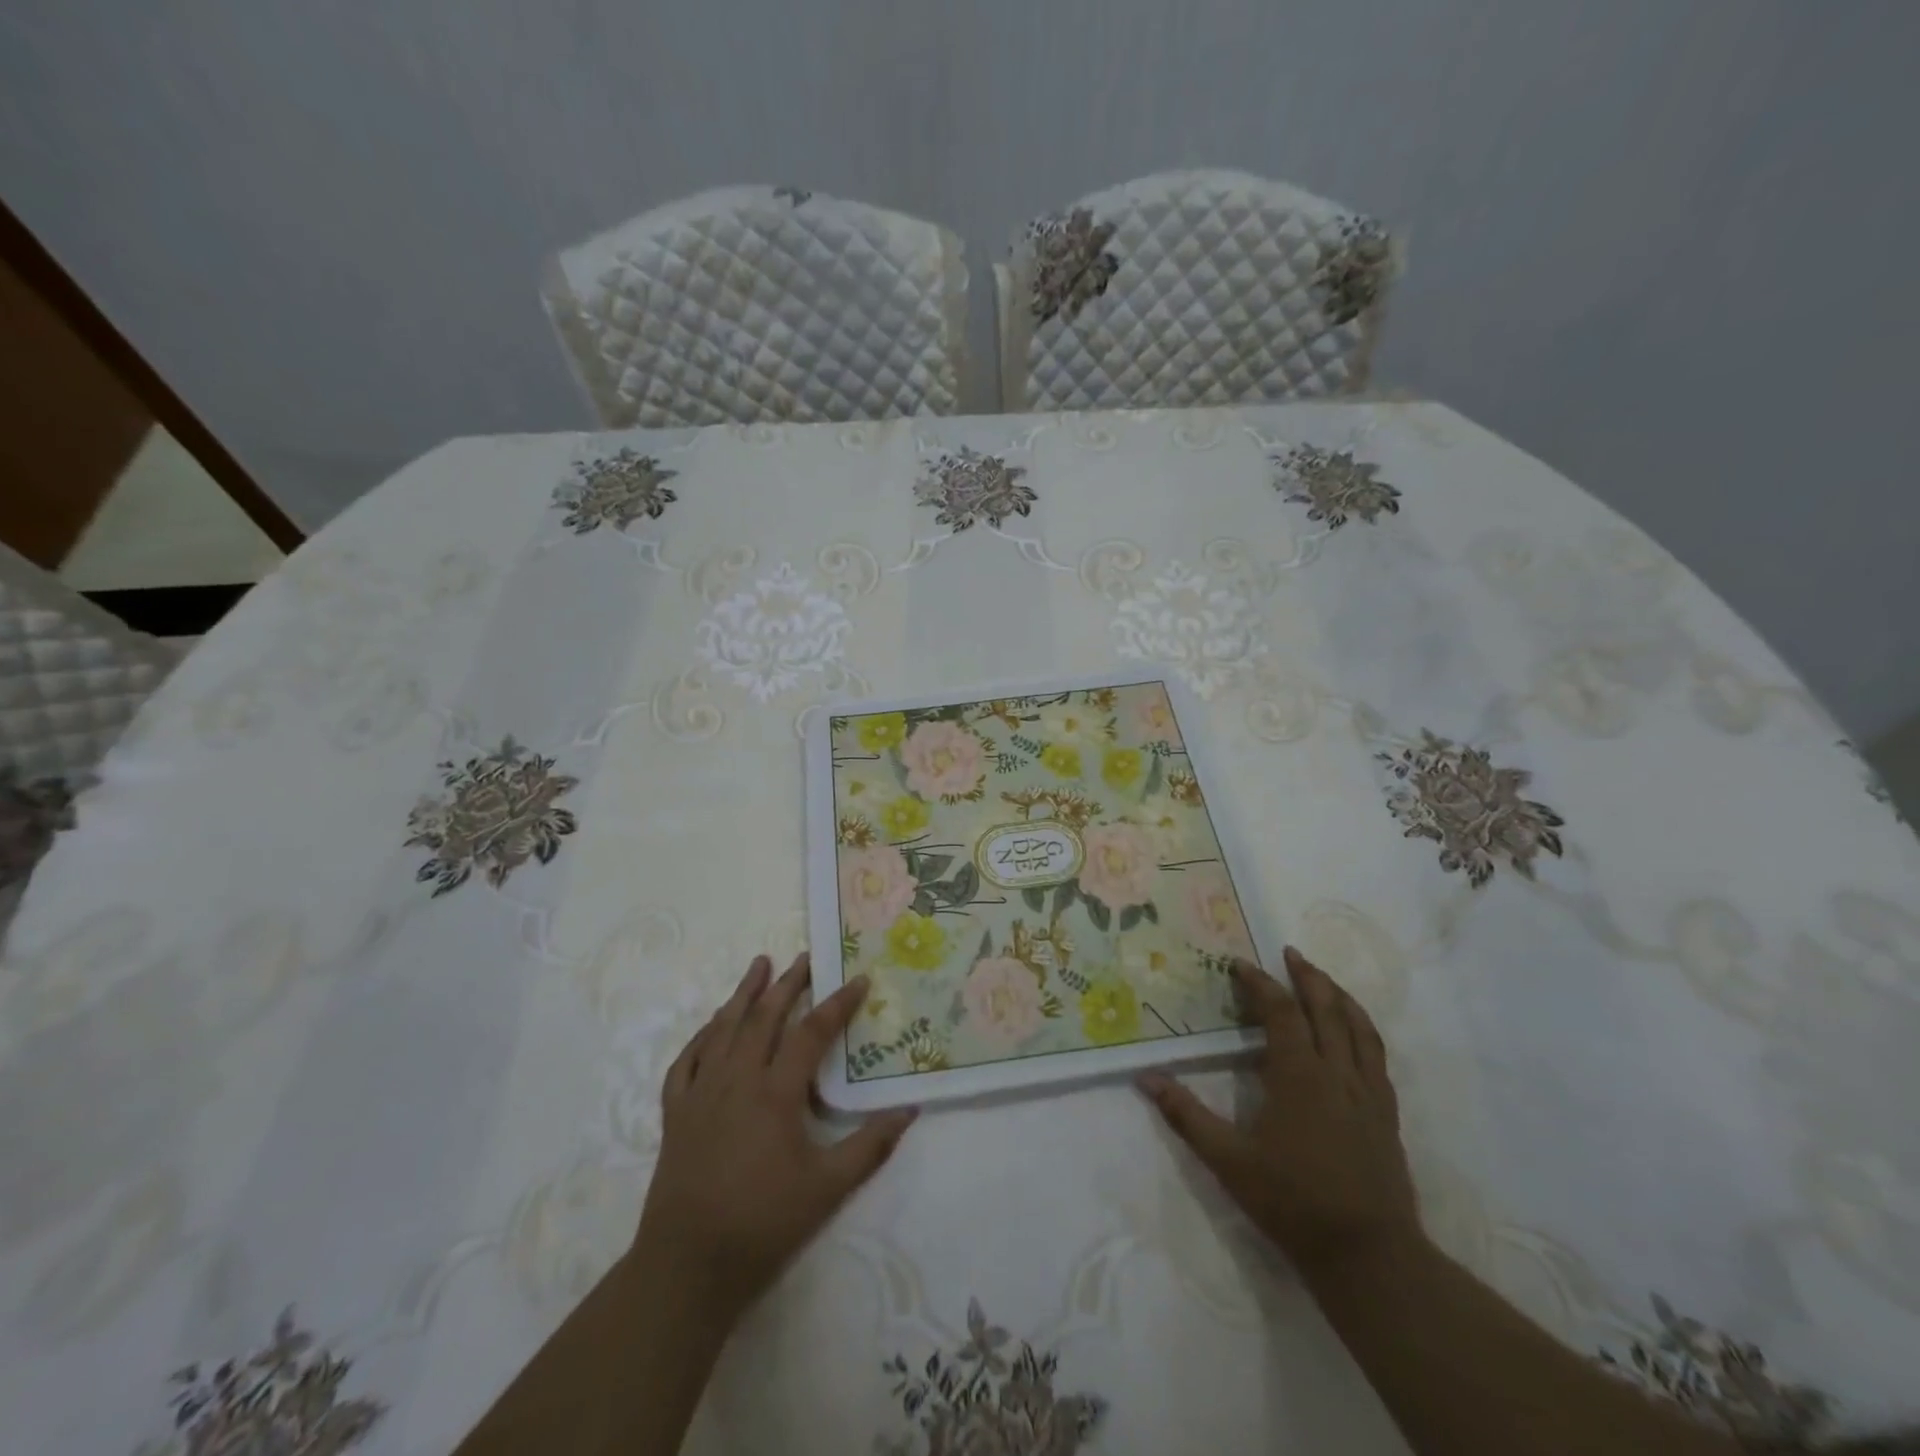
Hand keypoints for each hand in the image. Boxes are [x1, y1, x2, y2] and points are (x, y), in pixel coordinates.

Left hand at [633, 953, 916, 1322]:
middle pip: (764, 1017)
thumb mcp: (828, 1188)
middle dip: (787, 984)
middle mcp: (737, 1079)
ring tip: (759, 964)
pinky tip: (712, 1024)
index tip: (858, 980)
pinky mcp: (676, 1111)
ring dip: (743, 993)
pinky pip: (687, 1059)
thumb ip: (870, 1145)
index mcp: (775, 1092)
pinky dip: (702, 1034)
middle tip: (805, 958)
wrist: (688, 1266)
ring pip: (723, 1028)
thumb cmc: (764, 1223)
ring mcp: (701, 1092)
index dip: (838, 1003)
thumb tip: (909, 1109)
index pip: (812, 1032)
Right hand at [1140, 946, 1419, 1278]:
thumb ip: (1186, 1115)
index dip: (1259, 983)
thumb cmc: (1293, 1202)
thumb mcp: (1229, 1161)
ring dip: (1340, 996)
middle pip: (1326, 1009)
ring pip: (1360, 1027)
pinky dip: (1363, 1030)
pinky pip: (1378, 1056)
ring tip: (1323, 979)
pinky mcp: (1387, 1115)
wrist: (1370, 1256)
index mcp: (1299, 1075)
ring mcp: (1369, 1093)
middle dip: (1307, 976)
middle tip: (1290, 953)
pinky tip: (1355, 1034)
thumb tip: (1146, 1078)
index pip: (1280, 1012)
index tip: (1239, 964)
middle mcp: (1338, 1073)